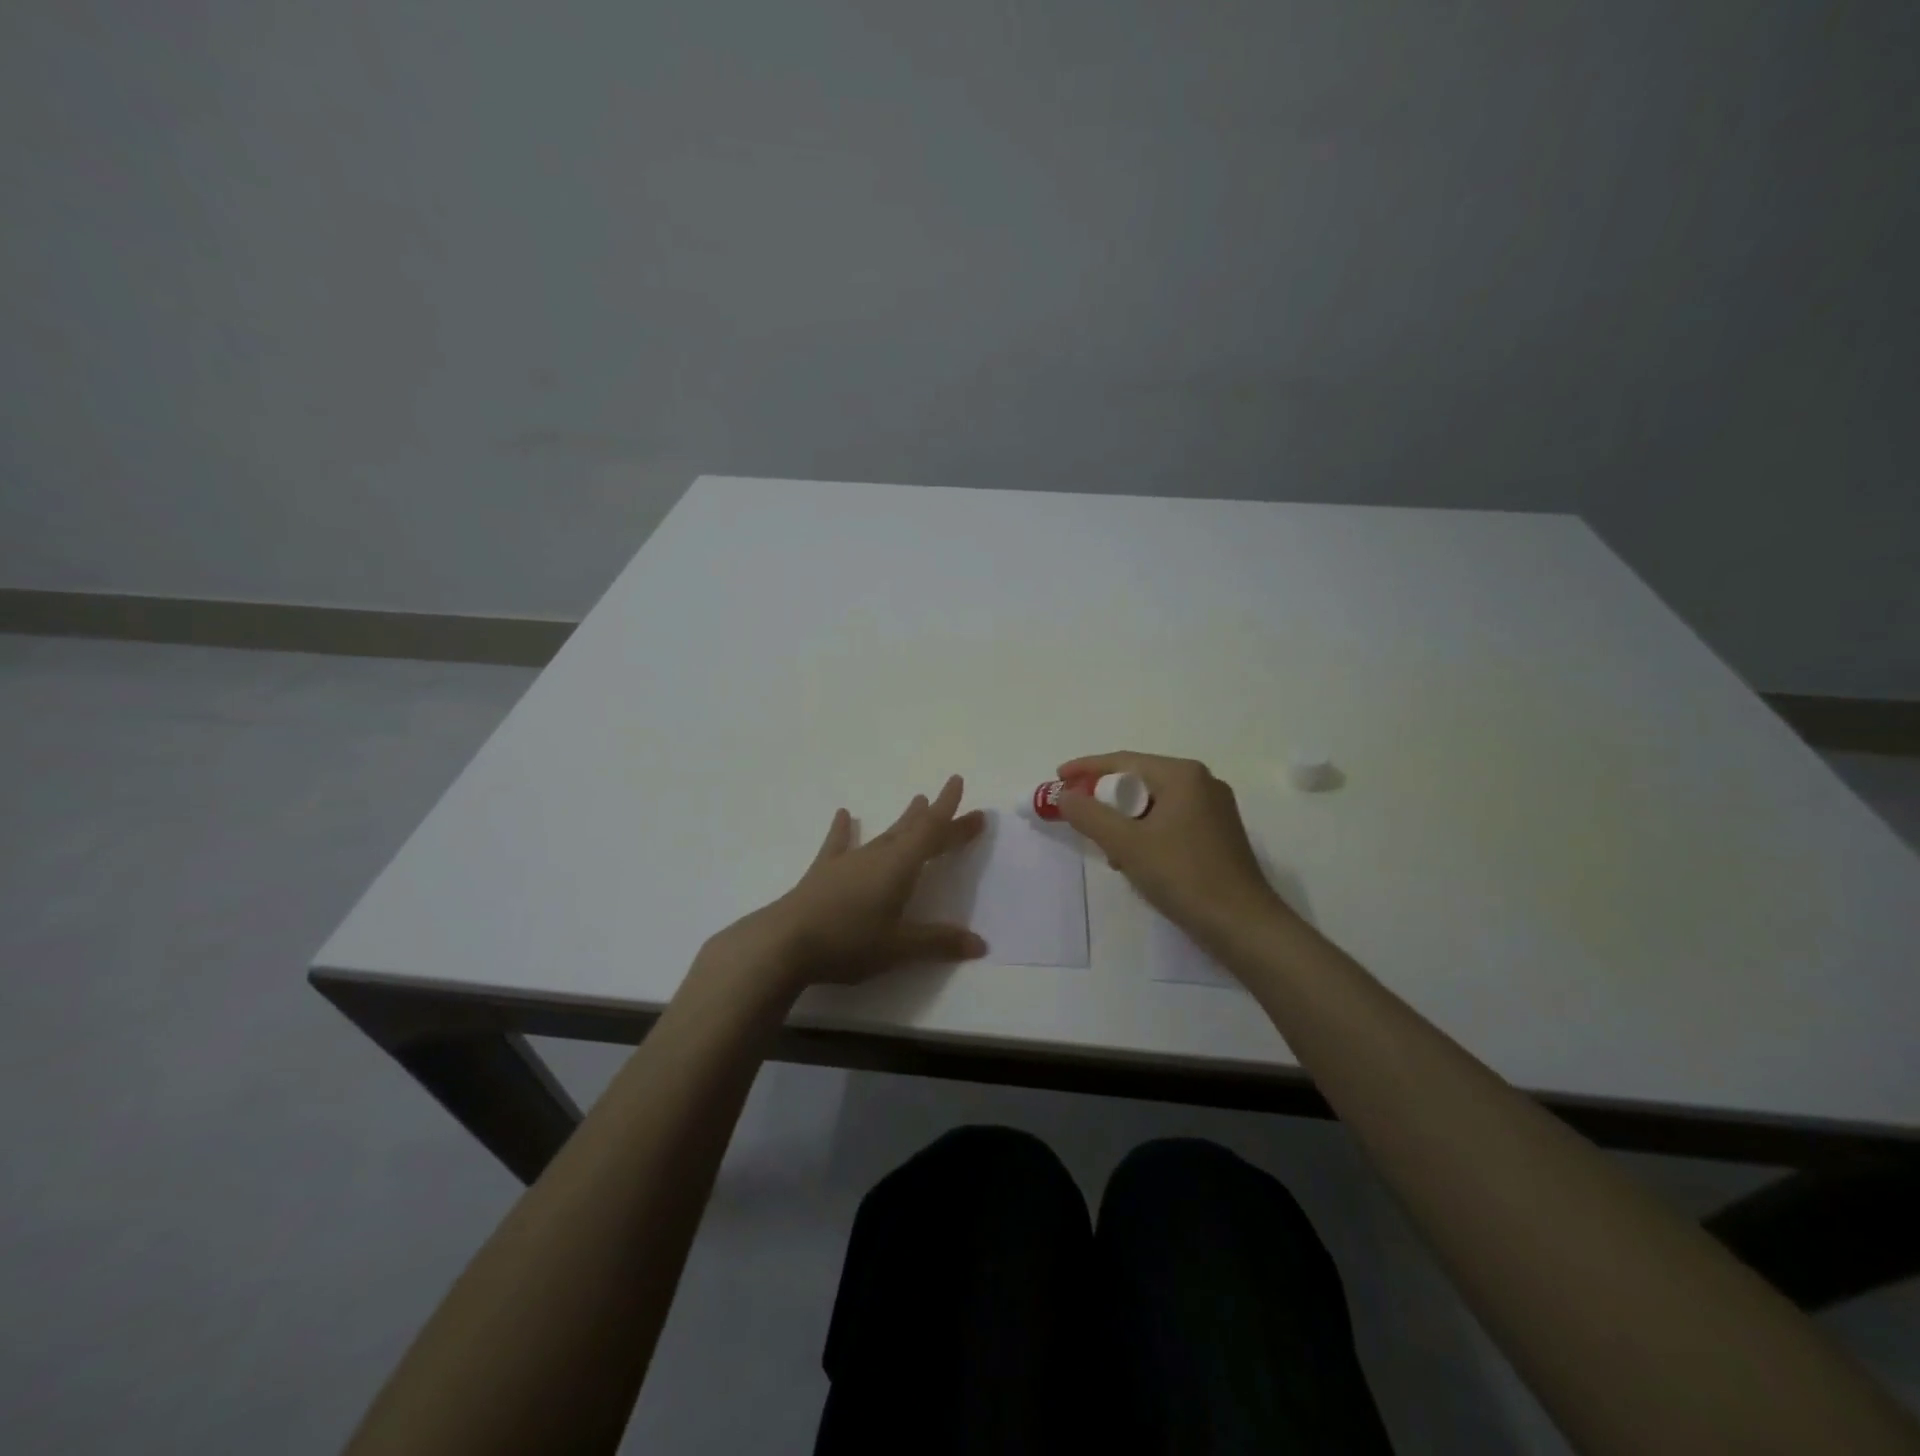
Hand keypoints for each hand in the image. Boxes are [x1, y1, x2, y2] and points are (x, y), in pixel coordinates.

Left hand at [717, 774, 988, 997]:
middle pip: (915, 832)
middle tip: (966, 814)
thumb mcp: (899, 948)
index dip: (948, 810)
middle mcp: (876, 855)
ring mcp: (848, 861)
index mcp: (899, 867)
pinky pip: (839, 844)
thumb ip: (938, 943)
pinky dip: (844, 830)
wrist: (784, 943)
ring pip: (883, 835)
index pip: (931, 831)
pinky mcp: (823, 872)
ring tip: (916, 800)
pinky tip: (844, 814)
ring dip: (903, 820)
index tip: (957, 782)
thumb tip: (980, 944)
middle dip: (941, 821)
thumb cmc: (848, 942)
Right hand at [1055, 752, 1290, 940]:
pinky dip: (1146, 832)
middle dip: (1105, 799)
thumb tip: (1064, 795)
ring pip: (1153, 803)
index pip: (1123, 761)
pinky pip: (1170, 820)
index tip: (1057, 778)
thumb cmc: (1183, 876)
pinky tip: (1135, 860)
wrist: (1242, 925)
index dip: (1086, 769)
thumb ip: (1089, 815)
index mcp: (1182, 775)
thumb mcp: (1126, 844)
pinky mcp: (1218, 834)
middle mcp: (1201, 782)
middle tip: (1077, 816)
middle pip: (1139, 780)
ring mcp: (1214, 808)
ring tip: (1107, 848)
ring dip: (1125, 821)